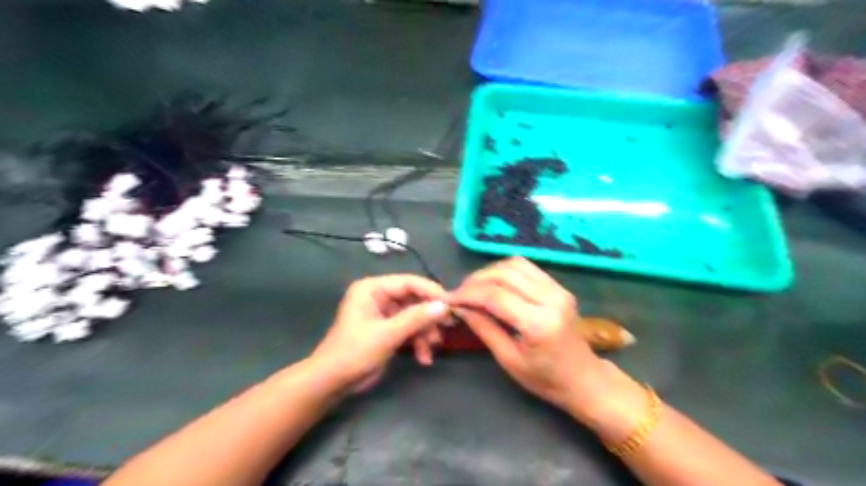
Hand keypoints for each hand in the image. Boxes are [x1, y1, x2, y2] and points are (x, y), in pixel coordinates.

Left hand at [312, 276, 449, 392]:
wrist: (332, 382)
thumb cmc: (355, 352)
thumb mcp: (387, 334)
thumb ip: (416, 318)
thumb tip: (444, 306)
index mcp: (373, 288)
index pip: (409, 282)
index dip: (431, 292)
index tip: (451, 305)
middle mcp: (378, 296)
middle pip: (413, 299)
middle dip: (429, 316)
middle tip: (448, 326)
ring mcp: (383, 313)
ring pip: (414, 316)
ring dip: (425, 332)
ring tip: (433, 348)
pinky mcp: (387, 329)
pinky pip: (408, 329)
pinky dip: (417, 342)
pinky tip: (424, 358)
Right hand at [450, 257, 611, 419]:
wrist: (584, 379)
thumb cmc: (545, 379)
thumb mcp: (509, 360)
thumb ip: (484, 329)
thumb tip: (460, 307)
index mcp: (538, 323)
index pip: (495, 296)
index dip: (468, 294)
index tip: (449, 299)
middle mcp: (550, 299)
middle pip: (504, 274)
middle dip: (476, 280)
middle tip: (460, 293)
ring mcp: (557, 289)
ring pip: (515, 264)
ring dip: (490, 272)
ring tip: (474, 287)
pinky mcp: (559, 286)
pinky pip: (527, 267)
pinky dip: (505, 270)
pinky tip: (494, 284)